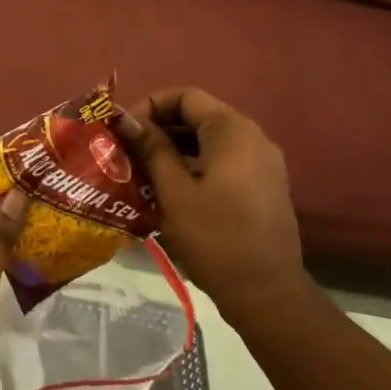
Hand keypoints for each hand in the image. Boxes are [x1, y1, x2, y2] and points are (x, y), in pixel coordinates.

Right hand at [115, 87, 308, 310]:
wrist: (266, 293)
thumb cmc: (214, 237)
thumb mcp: (173, 191)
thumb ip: (151, 148)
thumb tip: (127, 120)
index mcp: (232, 131)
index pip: (185, 96)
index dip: (149, 106)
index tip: (124, 133)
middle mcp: (253, 137)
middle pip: (198, 116)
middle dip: (159, 128)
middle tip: (128, 153)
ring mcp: (263, 162)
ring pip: (210, 140)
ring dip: (175, 149)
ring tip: (143, 172)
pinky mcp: (264, 185)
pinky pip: (224, 160)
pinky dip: (196, 165)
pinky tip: (172, 189)